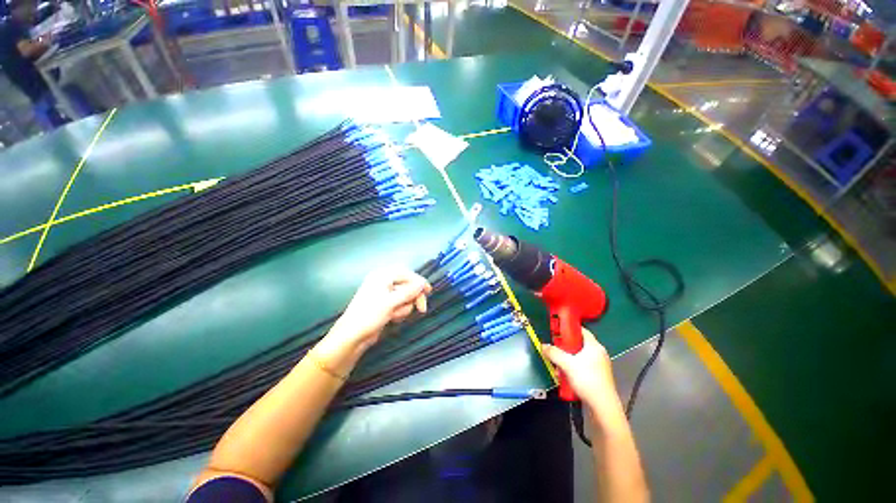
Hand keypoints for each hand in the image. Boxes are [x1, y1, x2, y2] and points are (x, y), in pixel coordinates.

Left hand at [329, 267, 431, 351]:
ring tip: (394, 316)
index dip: (419, 281)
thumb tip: (423, 282)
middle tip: (421, 309)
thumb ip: (409, 291)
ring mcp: (385, 294)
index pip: (406, 273)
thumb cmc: (369, 316)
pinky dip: (399, 312)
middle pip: (408, 285)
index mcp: (382, 276)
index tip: (429, 291)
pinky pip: (400, 305)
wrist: (352, 337)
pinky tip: (392, 319)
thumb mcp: (390, 303)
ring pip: (406, 297)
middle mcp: (384, 282)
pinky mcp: (386, 305)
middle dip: (412, 298)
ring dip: (404, 308)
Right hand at [542, 328, 625, 427]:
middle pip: (579, 344)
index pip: (581, 330)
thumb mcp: (567, 364)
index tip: (557, 329)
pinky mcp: (598, 377)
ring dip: (567, 359)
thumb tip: (543, 346)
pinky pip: (582, 366)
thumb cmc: (587, 380)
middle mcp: (599, 353)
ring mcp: (599, 366)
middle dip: (565, 346)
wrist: (603, 406)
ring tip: (557, 364)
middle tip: (554, 348)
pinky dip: (573, 368)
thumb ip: (554, 353)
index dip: (569, 328)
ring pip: (579, 356)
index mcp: (594, 346)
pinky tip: (565, 375)